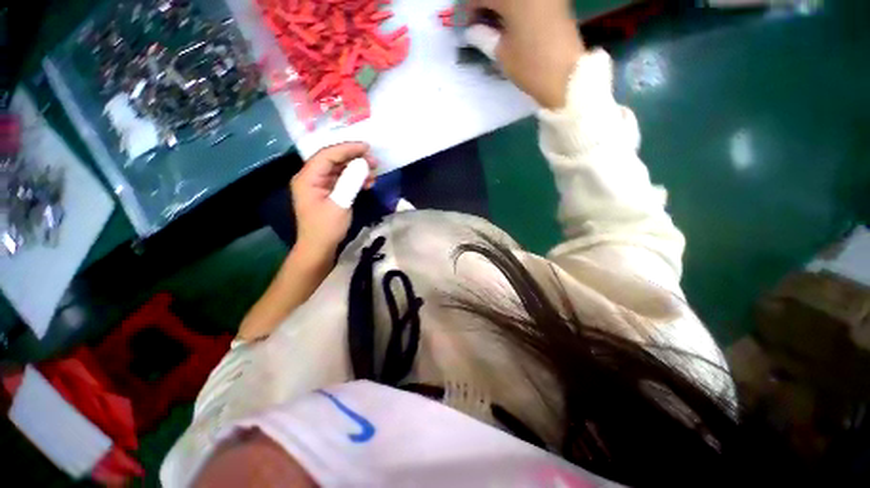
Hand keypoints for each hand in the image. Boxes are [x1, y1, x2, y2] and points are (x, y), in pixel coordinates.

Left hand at [291, 142, 375, 258]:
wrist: (319, 248)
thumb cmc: (327, 228)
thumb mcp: (340, 203)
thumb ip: (351, 181)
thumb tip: (363, 163)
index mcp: (307, 178)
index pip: (327, 155)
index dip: (347, 148)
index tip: (367, 147)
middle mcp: (311, 177)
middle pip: (333, 160)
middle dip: (354, 158)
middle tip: (374, 161)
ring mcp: (319, 185)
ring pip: (339, 169)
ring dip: (357, 169)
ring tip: (374, 172)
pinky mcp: (328, 193)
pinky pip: (342, 180)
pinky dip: (355, 180)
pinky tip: (368, 183)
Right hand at [470, 0, 583, 108]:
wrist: (566, 77)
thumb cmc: (530, 66)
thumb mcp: (502, 54)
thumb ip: (483, 37)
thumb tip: (472, 31)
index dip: (469, 9)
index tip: (466, 25)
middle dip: (487, 5)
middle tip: (479, 23)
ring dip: (501, 7)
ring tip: (495, 24)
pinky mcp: (556, 1)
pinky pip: (529, 1)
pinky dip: (517, 8)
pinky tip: (512, 21)